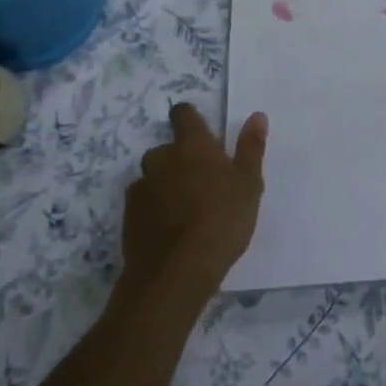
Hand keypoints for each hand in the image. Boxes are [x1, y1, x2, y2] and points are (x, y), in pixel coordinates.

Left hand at [121, 104, 267, 304]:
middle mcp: (161, 158)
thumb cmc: (222, 221)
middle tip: (202, 184)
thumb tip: (257, 115)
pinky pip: (143, 202)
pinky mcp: (128, 214)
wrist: (177, 272)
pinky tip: (169, 229)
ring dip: (166, 184)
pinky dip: (154, 208)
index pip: (183, 114)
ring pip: (154, 176)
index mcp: (193, 146)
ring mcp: (141, 186)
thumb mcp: (249, 184)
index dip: (189, 119)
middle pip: (167, 149)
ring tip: (185, 210)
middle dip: (180, 160)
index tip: (201, 134)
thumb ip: (251, 148)